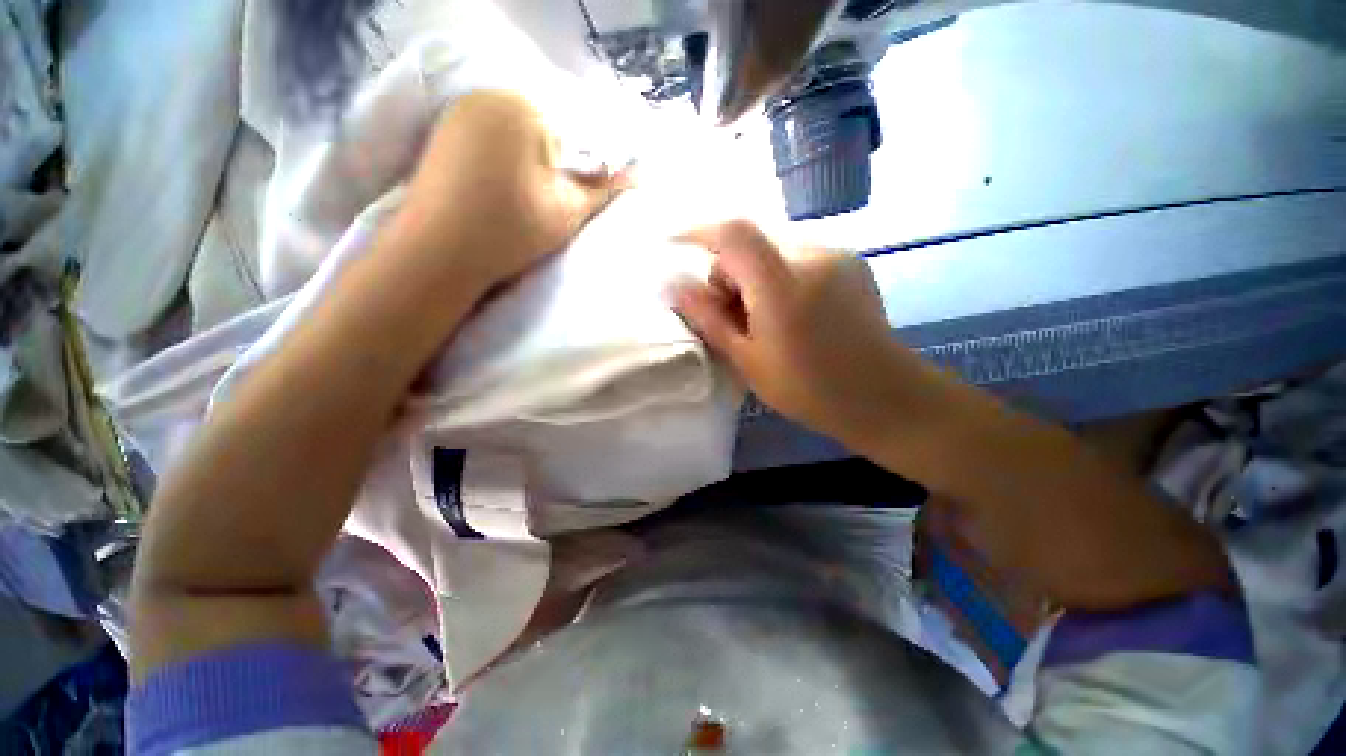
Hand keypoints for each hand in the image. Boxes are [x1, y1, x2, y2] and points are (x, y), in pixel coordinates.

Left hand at [389, 90, 624, 290]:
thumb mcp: (566, 211)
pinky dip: (507, 164)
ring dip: (534, 167)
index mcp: (521, 106)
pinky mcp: (444, 135)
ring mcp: (459, 113)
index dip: (587, 169)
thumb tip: (638, 176)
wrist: (435, 255)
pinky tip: (504, 194)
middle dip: (559, 166)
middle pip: (545, 132)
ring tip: (529, 203)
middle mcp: (487, 96)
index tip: (583, 199)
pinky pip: (493, 142)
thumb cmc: (508, 231)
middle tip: (555, 205)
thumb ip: (603, 189)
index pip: (575, 132)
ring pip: (519, 138)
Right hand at [669, 220, 922, 445]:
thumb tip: (672, 284)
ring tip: (764, 320)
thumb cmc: (809, 389)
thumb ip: (709, 318)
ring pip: (772, 251)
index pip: (733, 234)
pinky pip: (797, 257)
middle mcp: (812, 256)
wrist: (885, 396)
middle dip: (730, 275)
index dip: (697, 232)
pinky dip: (779, 277)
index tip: (674, 247)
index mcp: (783, 285)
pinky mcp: (850, 262)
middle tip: (732, 317)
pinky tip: (791, 312)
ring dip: (755, 278)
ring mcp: (836, 255)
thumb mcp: (748, 360)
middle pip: (751, 244)